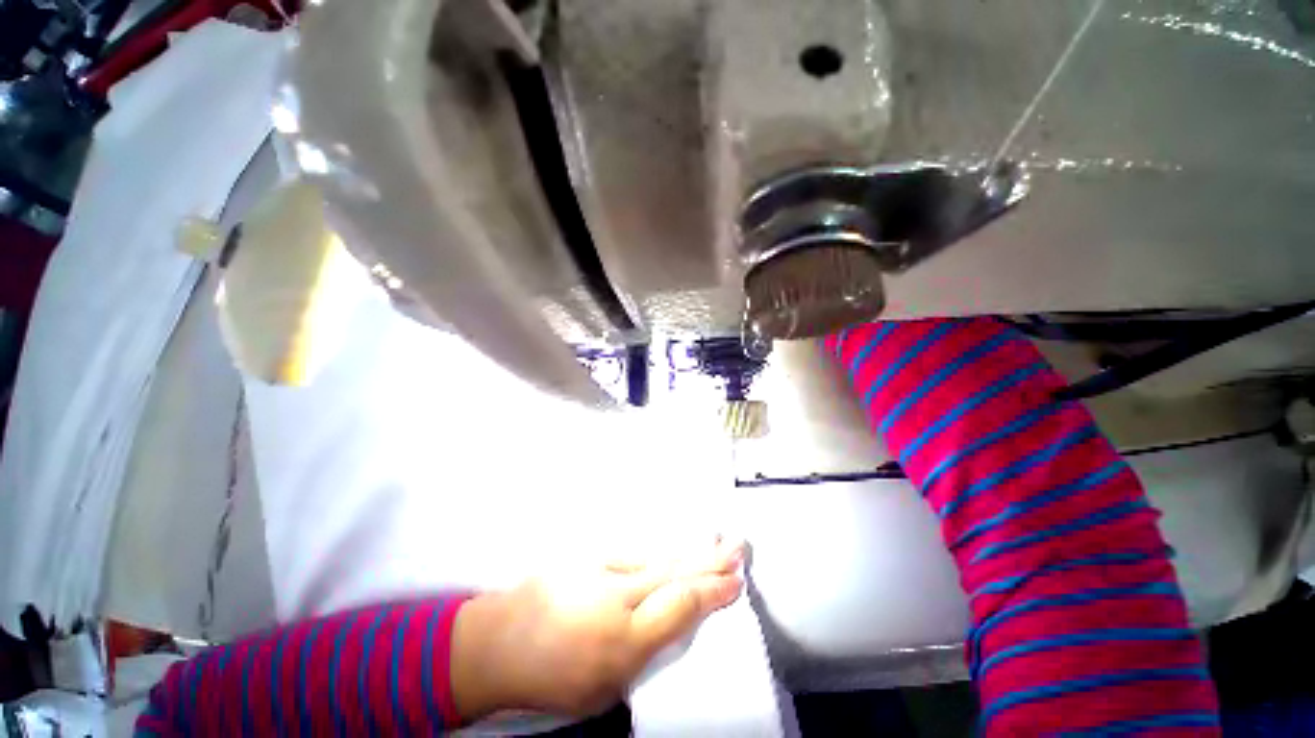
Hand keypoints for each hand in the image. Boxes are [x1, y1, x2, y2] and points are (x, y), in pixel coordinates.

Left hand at [451, 538, 745, 720]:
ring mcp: (602, 569)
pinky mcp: (590, 556)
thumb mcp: (603, 688)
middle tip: (738, 547)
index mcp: (623, 639)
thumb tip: (670, 624)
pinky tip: (675, 549)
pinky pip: (635, 554)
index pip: (680, 605)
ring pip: (658, 558)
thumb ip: (642, 655)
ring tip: (716, 543)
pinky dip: (661, 552)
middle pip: (675, 573)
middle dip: (711, 561)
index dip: (712, 592)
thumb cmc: (551, 678)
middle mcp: (618, 596)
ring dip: (690, 552)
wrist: (499, 641)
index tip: (736, 582)